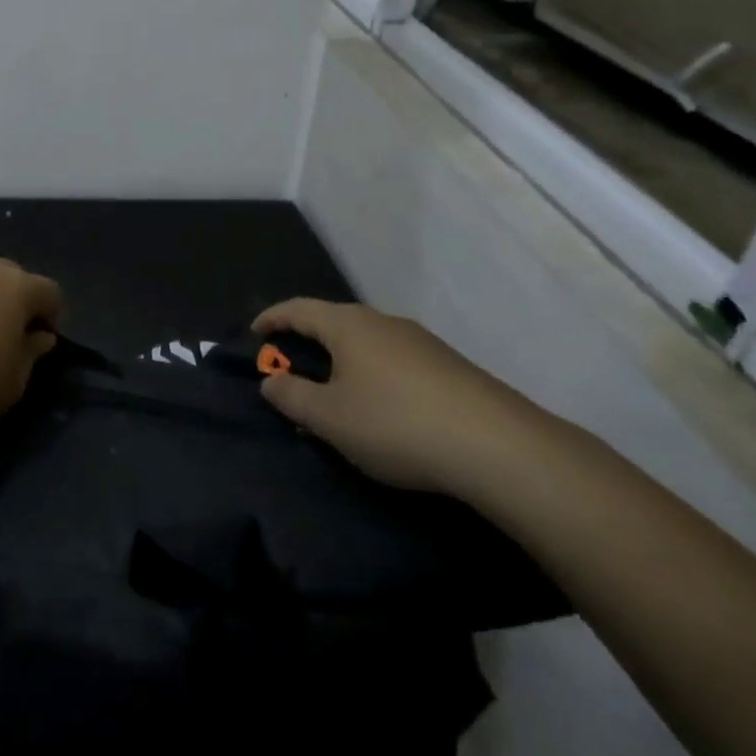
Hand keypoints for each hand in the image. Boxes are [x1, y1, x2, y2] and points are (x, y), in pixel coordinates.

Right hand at [254, 299, 542, 493]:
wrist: (500, 447)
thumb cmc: (397, 424)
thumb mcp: (330, 418)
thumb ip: (292, 396)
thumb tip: (270, 380)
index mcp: (348, 326)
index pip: (299, 309)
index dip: (273, 318)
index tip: (255, 333)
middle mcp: (383, 322)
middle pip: (334, 321)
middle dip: (307, 339)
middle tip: (290, 364)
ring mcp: (421, 343)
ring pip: (367, 342)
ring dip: (342, 360)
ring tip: (333, 392)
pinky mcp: (449, 367)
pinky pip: (394, 360)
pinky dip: (372, 373)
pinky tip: (380, 407)